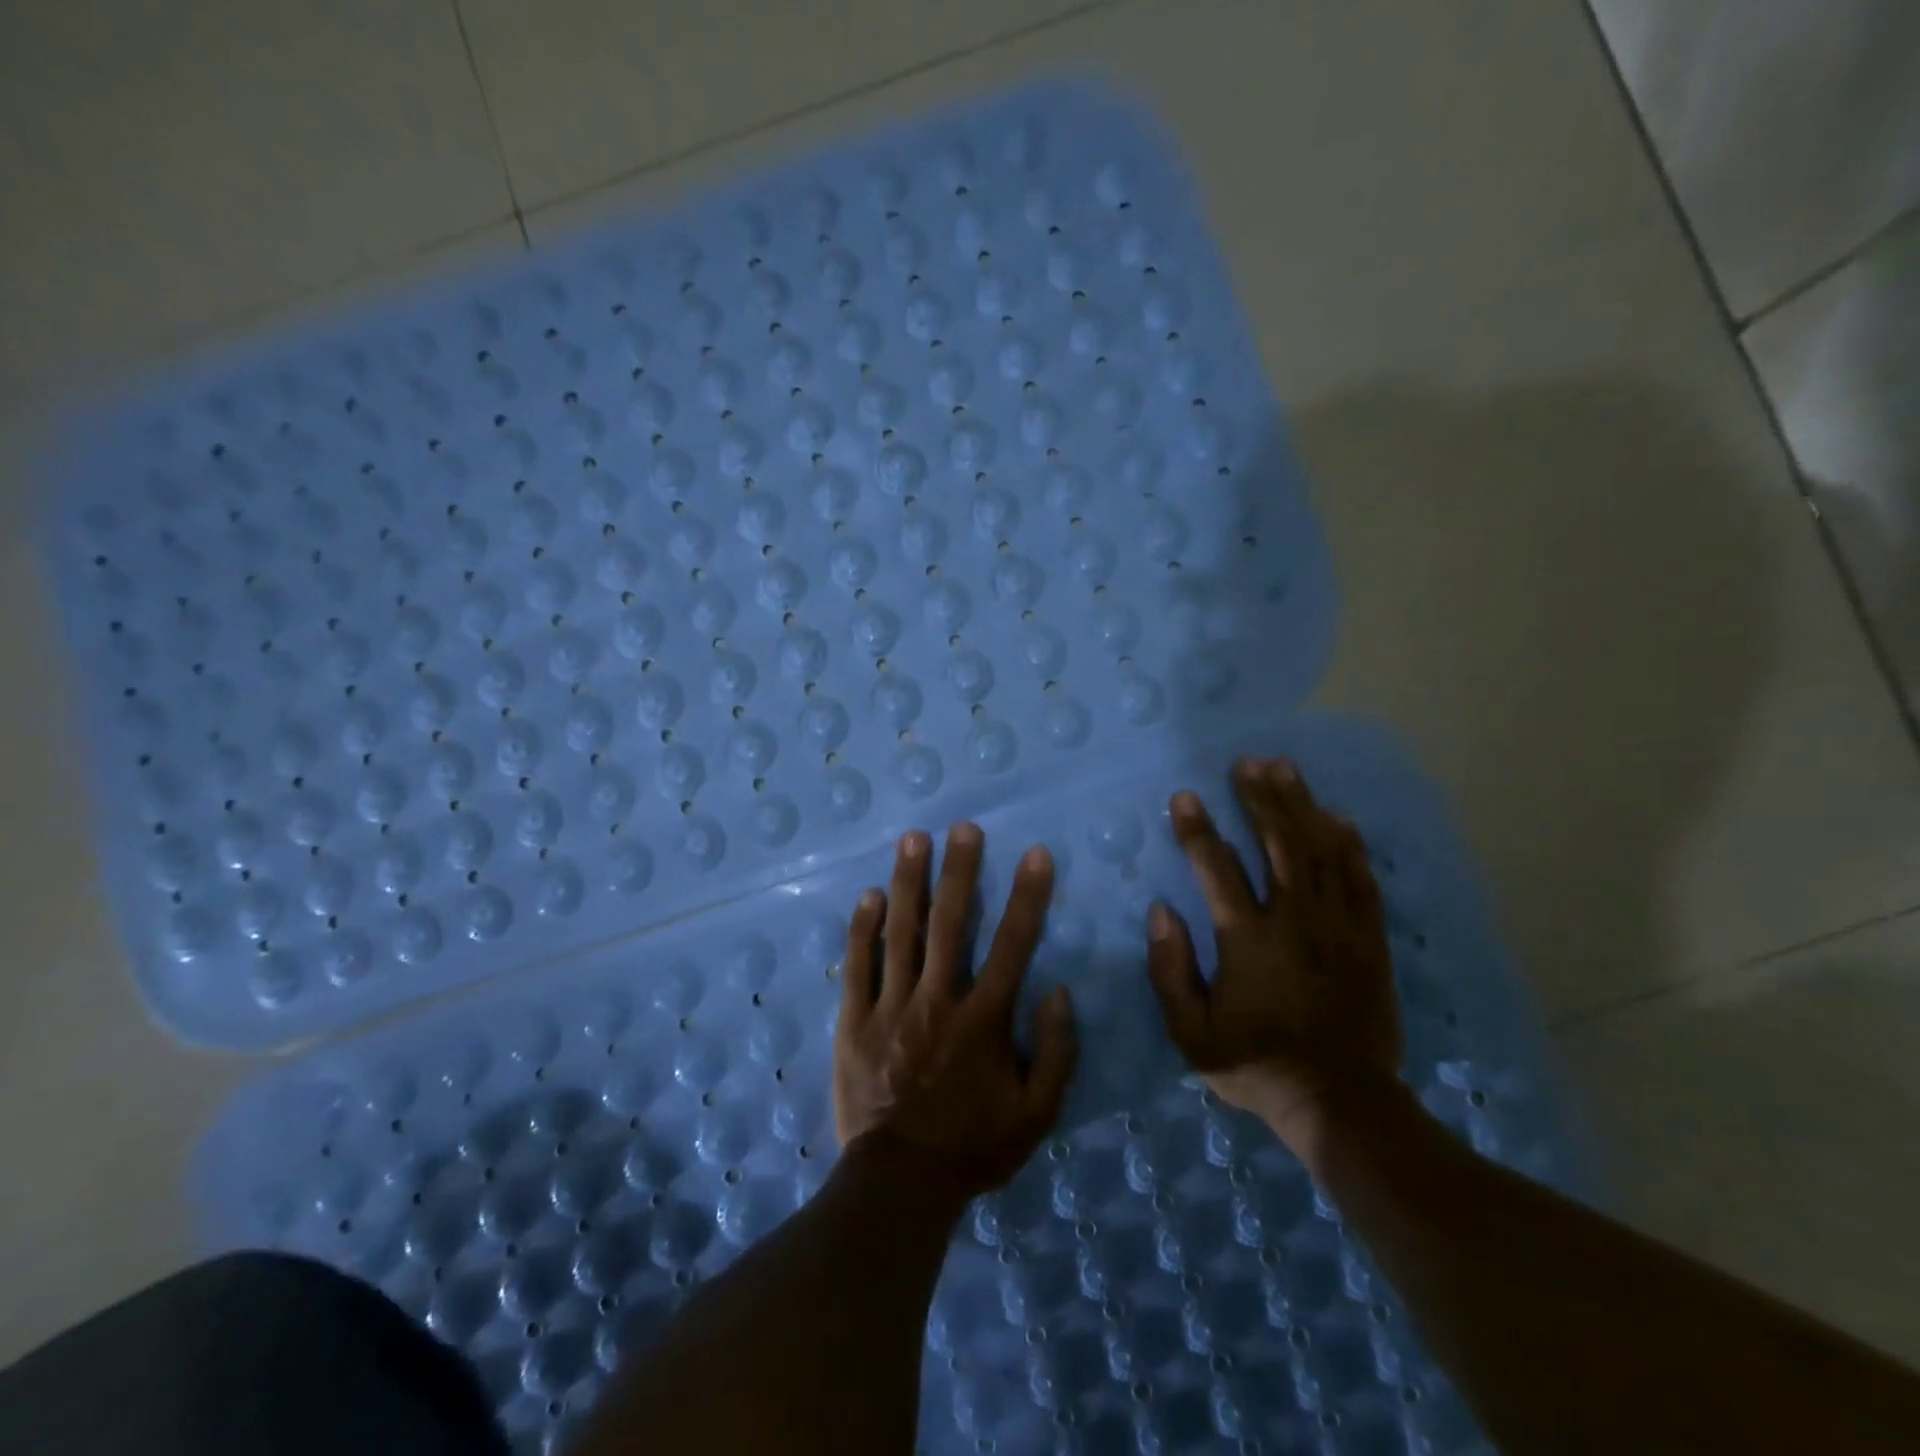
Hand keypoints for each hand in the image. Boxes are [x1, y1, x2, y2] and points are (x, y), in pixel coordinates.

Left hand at [833, 824, 1078, 1205]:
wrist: (899, 1186)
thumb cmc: (973, 1147)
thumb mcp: (1036, 1115)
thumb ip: (1056, 1053)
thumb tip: (1059, 991)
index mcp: (982, 1020)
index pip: (1012, 945)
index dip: (1026, 896)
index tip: (1034, 854)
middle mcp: (937, 1001)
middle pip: (950, 924)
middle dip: (959, 872)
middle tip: (963, 827)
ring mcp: (890, 1008)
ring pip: (901, 934)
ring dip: (908, 882)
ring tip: (913, 838)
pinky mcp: (854, 1021)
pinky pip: (858, 966)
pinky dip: (863, 929)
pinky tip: (869, 895)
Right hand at [1145, 756, 1402, 1152]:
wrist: (1341, 1102)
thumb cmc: (1255, 1064)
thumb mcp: (1191, 1032)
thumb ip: (1170, 970)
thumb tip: (1160, 911)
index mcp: (1248, 941)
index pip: (1218, 870)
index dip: (1198, 830)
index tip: (1184, 796)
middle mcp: (1296, 922)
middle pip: (1279, 845)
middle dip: (1261, 799)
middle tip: (1248, 763)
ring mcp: (1339, 928)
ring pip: (1322, 852)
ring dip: (1302, 806)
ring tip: (1287, 770)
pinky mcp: (1370, 941)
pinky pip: (1362, 880)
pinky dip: (1350, 845)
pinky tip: (1339, 818)